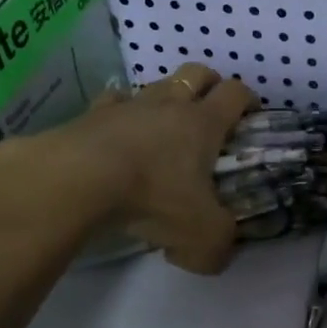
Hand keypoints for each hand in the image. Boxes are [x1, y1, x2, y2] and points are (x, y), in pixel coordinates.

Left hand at [0, 62, 255, 273]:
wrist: (76, 179)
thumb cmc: (152, 197)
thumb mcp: (201, 237)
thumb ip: (219, 246)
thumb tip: (218, 254)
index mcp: (203, 123)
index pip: (236, 93)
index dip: (248, 100)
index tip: (250, 116)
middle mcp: (169, 104)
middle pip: (196, 73)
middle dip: (208, 85)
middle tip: (209, 112)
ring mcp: (128, 105)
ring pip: (154, 85)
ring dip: (164, 99)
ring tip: (161, 129)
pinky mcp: (91, 114)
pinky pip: (112, 102)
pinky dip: (119, 113)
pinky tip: (117, 134)